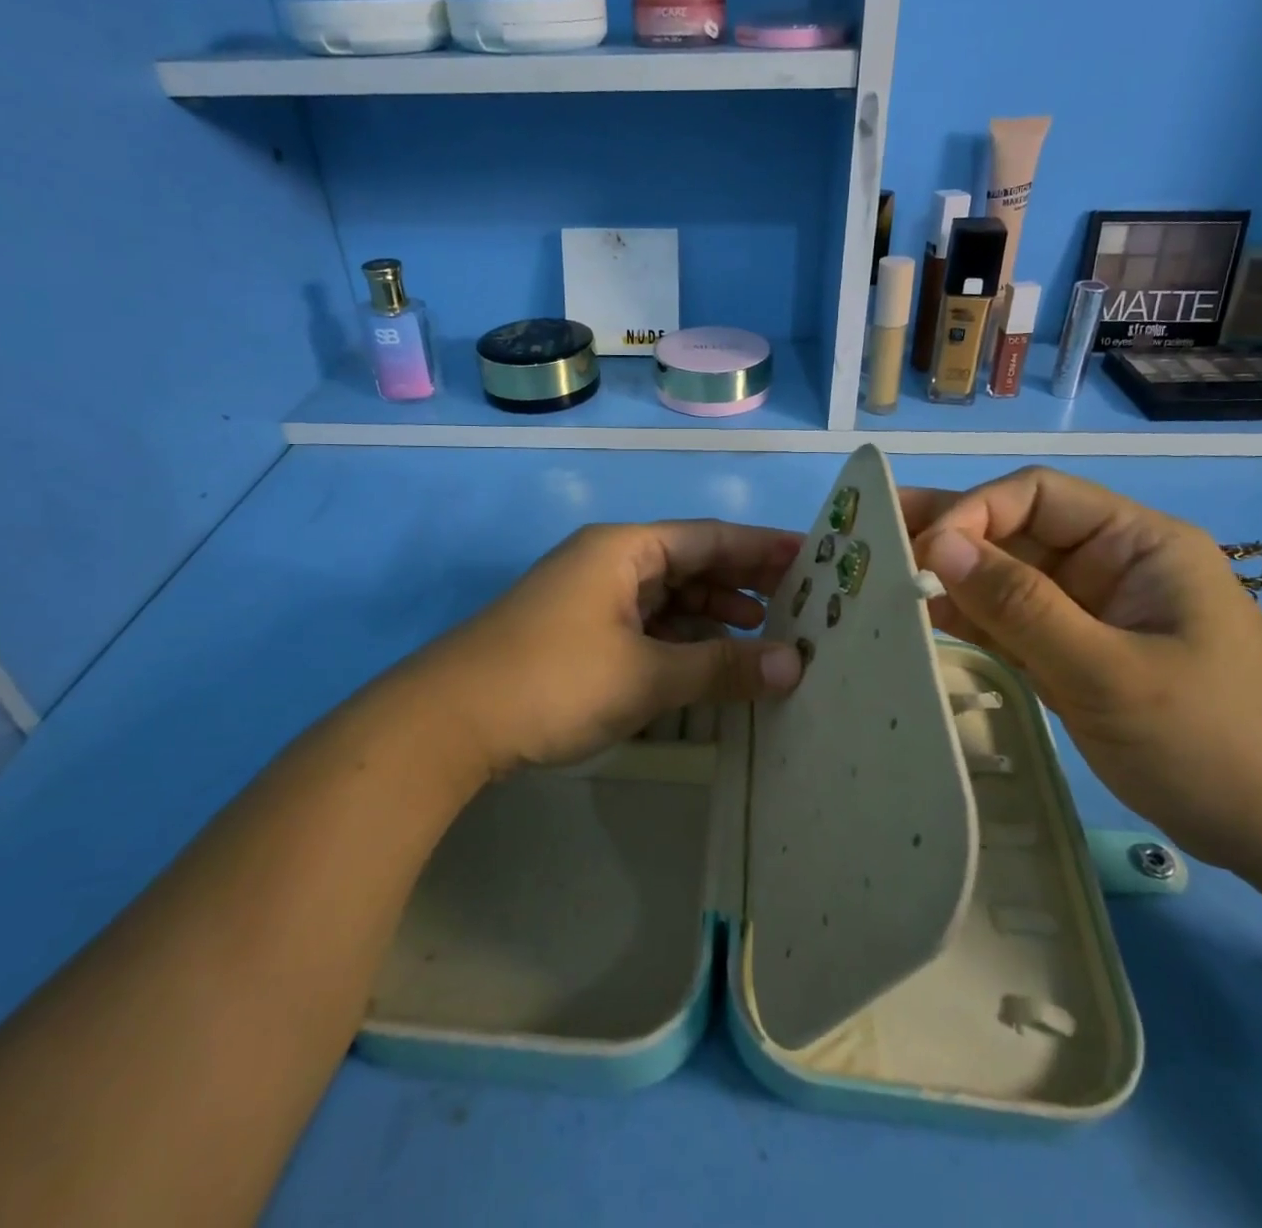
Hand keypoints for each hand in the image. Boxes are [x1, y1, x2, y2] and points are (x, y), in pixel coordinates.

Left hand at [417, 520, 805, 777]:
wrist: (448, 722)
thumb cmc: (554, 681)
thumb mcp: (646, 675)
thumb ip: (721, 667)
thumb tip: (795, 666)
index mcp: (624, 550)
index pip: (710, 538)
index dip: (763, 548)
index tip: (813, 559)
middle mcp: (608, 563)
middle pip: (690, 564)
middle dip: (743, 583)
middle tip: (800, 602)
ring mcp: (590, 599)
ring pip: (667, 598)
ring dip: (713, 616)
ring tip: (764, 634)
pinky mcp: (578, 634)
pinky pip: (645, 625)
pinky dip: (680, 640)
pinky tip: (708, 661)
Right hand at [903, 467, 1261, 870]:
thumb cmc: (1217, 743)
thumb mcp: (1111, 673)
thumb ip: (1021, 606)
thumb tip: (937, 545)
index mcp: (1135, 543)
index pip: (1036, 495)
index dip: (973, 511)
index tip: (922, 552)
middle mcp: (1107, 565)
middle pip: (1012, 532)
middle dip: (947, 536)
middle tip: (872, 541)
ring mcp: (1089, 612)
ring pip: (1004, 578)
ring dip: (948, 580)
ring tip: (879, 581)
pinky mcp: (1074, 653)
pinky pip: (1010, 623)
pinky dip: (968, 621)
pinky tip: (920, 621)